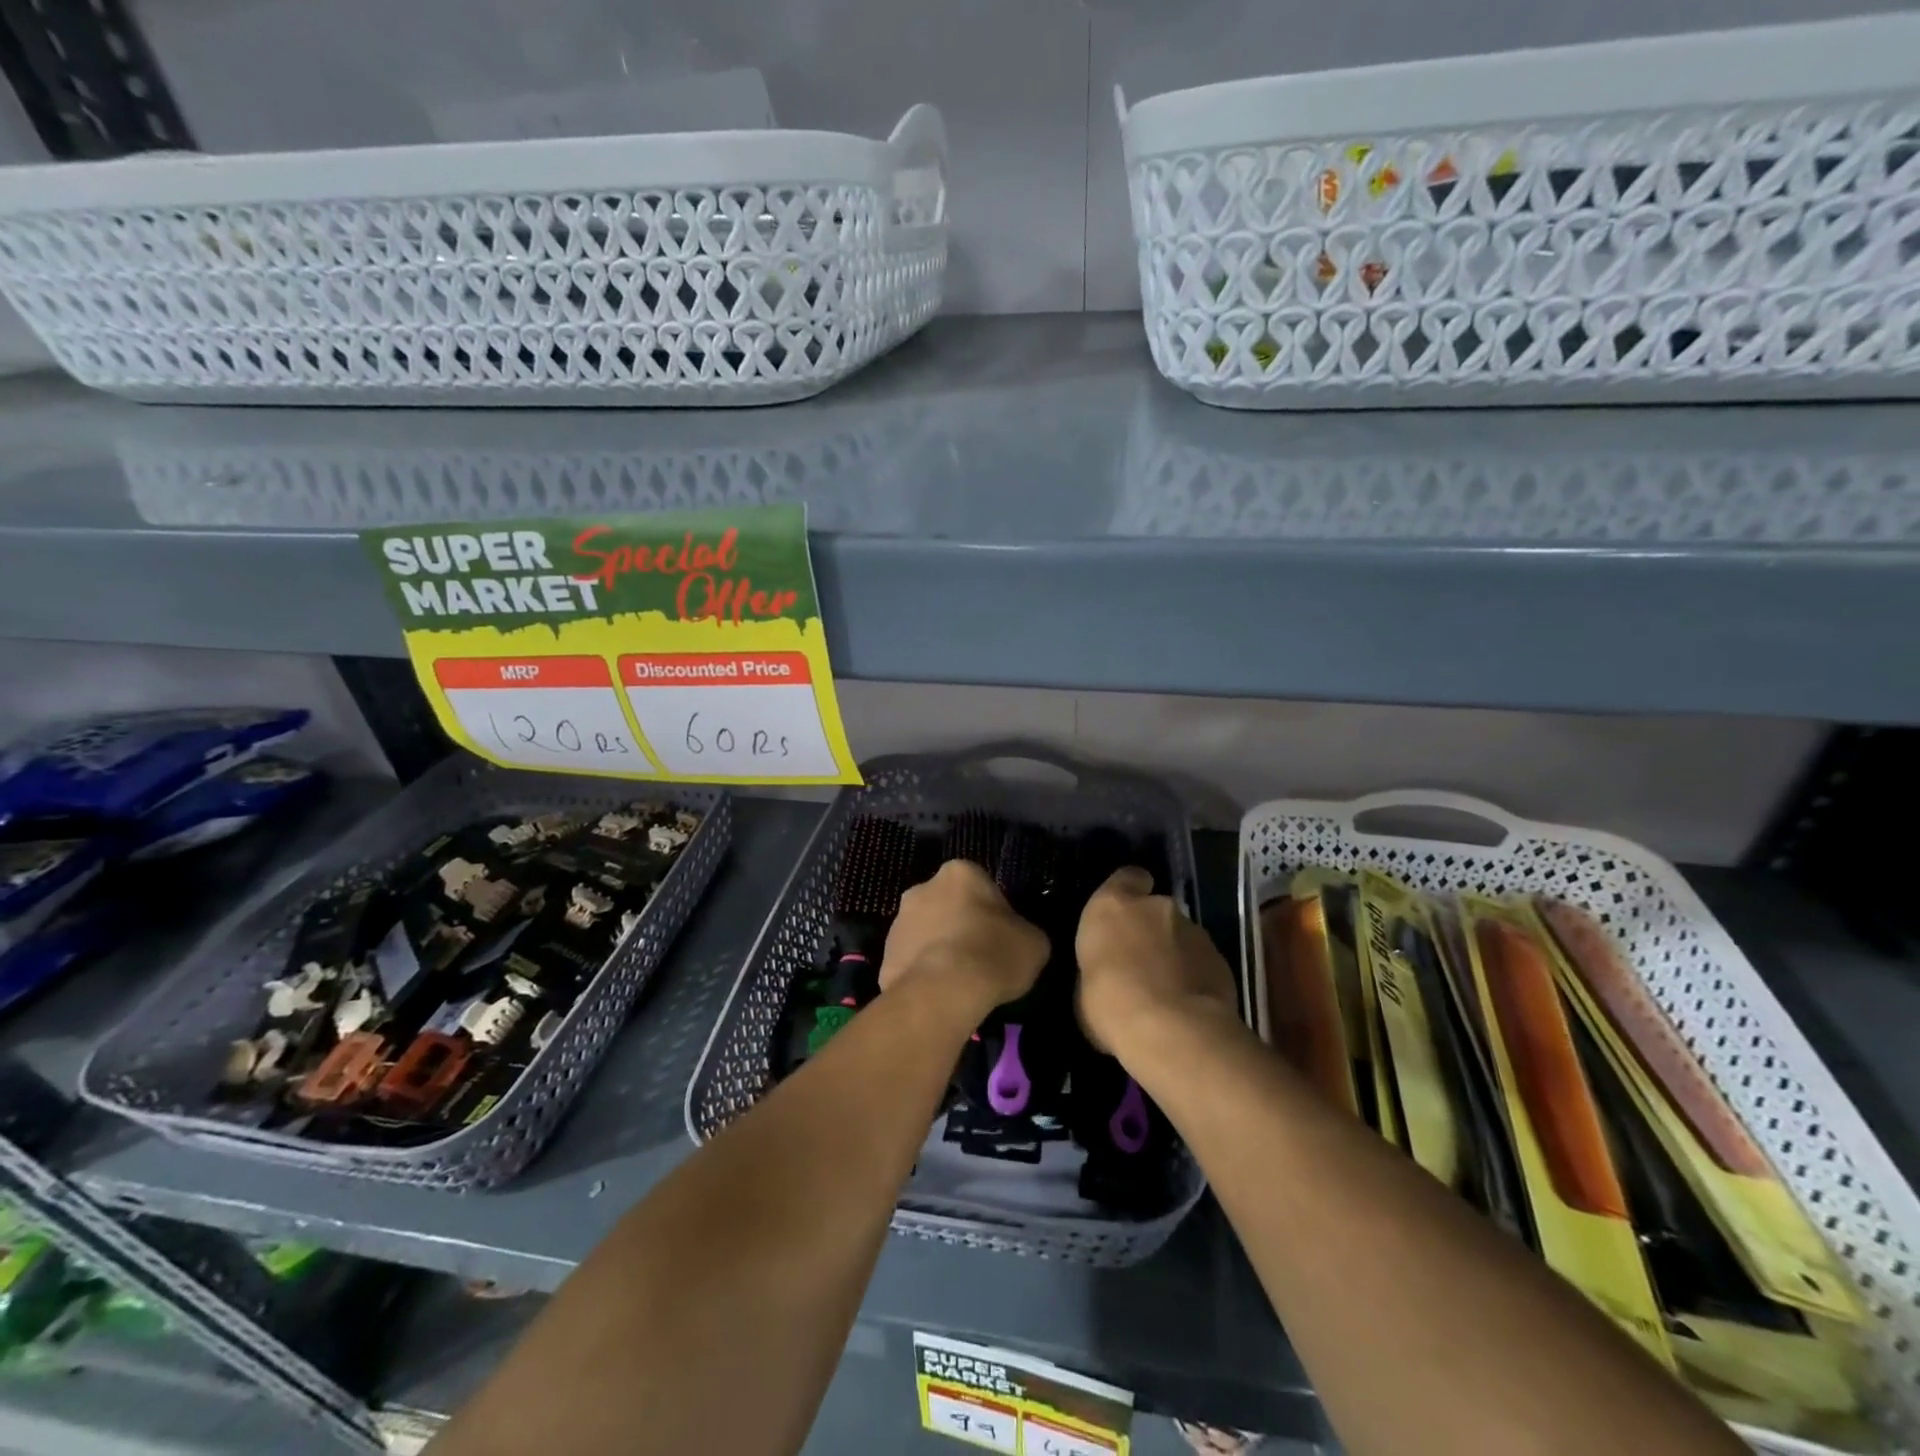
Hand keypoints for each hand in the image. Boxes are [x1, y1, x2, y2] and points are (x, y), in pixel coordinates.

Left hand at [880, 860, 1048, 1015]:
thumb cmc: (992, 954)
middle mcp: (922, 887)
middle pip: (949, 905)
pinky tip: (940, 995)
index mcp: (960, 872)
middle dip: (961, 926)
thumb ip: (1024, 932)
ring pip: (927, 933)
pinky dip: (924, 974)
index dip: (994, 913)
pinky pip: (912, 962)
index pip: (981, 886)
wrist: (942, 992)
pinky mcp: (884, 955)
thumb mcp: (1034, 943)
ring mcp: (898, 921)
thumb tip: (1017, 939)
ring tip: (960, 983)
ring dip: (940, 949)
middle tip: (981, 958)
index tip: (1002, 938)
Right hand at [1076, 867, 1238, 1055]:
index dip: (1128, 891)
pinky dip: (1195, 976)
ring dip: (1174, 954)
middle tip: (1141, 964)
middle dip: (1151, 930)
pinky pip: (1202, 962)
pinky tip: (1188, 1005)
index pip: (1127, 877)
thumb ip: (1100, 967)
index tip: (1125, 912)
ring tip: (1166, 991)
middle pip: (1155, 909)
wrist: (1171, 1032)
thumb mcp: (1084, 988)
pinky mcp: (1220, 959)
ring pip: (1181, 936)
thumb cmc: (1110, 1005)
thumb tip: (1109, 974)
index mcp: (1113, 906)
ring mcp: (1193, 930)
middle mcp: (1155, 907)